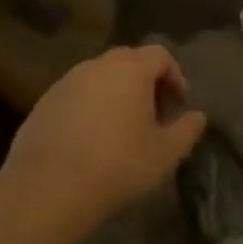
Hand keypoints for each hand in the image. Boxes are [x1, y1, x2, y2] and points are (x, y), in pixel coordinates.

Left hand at [2, 45, 206, 237]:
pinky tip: (89, 138)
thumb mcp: (165, 154)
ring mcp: (67, 81)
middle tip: (152, 112)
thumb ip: (187, 130)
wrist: (47, 188)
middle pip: (129, 60)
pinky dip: (89, 106)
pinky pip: (76, 94)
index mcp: (131, 69)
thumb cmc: (117, 166)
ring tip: (121, 127)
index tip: (179, 104)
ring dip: (115, 92)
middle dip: (145, 80)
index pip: (160, 55)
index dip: (174, 76)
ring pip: (100, 76)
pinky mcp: (44, 102)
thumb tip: (198, 116)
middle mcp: (98, 65)